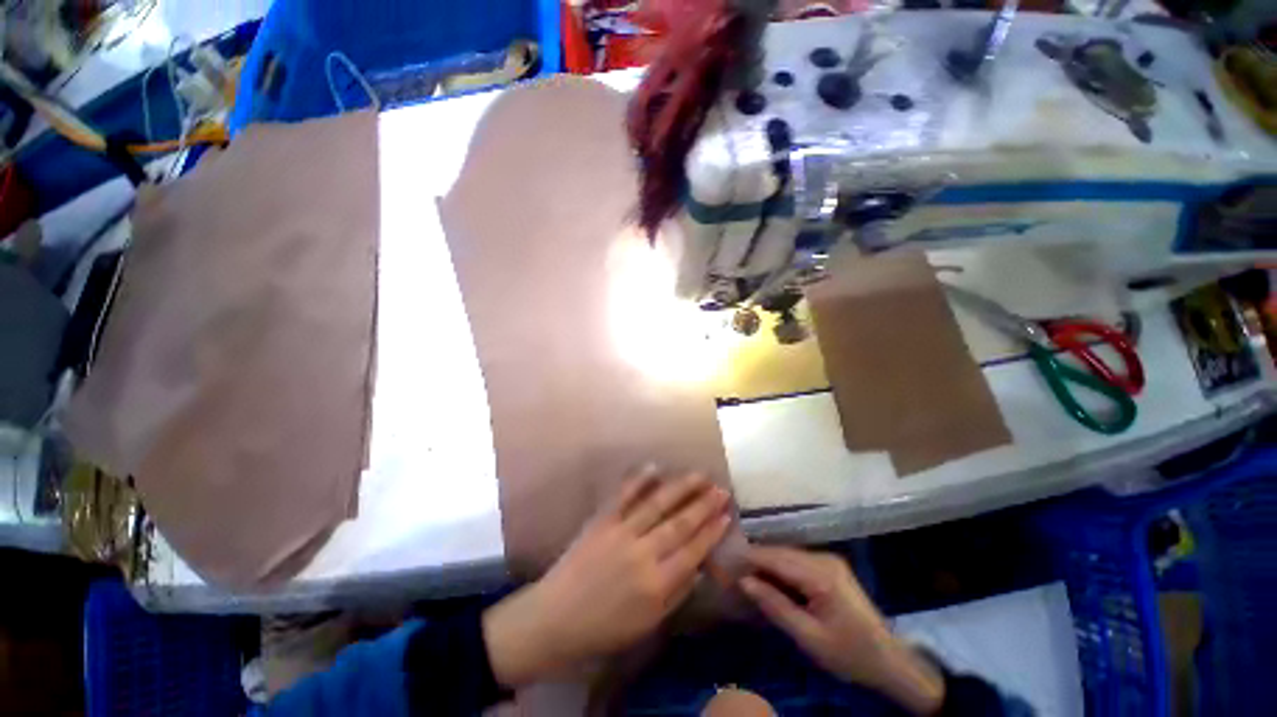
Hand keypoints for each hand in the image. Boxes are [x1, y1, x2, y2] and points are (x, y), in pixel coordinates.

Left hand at [484, 470, 731, 686]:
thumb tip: (700, 567)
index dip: (712, 532)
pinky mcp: (601, 521)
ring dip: (681, 488)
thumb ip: (677, 594)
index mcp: (656, 584)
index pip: (693, 551)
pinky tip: (655, 467)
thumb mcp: (647, 624)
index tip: (727, 515)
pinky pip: (623, 496)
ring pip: (657, 505)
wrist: (555, 618)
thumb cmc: (604, 628)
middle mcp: (642, 554)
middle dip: (704, 506)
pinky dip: (639, 480)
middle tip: (721, 490)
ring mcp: (620, 533)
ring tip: (699, 476)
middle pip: (680, 524)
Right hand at [740, 546, 944, 715]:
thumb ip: (775, 606)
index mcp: (820, 575)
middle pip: (782, 552)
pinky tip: (770, 577)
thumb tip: (745, 582)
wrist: (889, 661)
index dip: (750, 557)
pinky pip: (799, 560)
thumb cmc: (848, 653)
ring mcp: (829, 560)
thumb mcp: (809, 637)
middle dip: (757, 558)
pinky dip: (782, 567)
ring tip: (746, 571)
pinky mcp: (831, 566)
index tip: (727, 560)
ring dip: (768, 561)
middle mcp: (824, 559)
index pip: (777, 558)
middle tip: (733, 567)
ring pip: (789, 553)